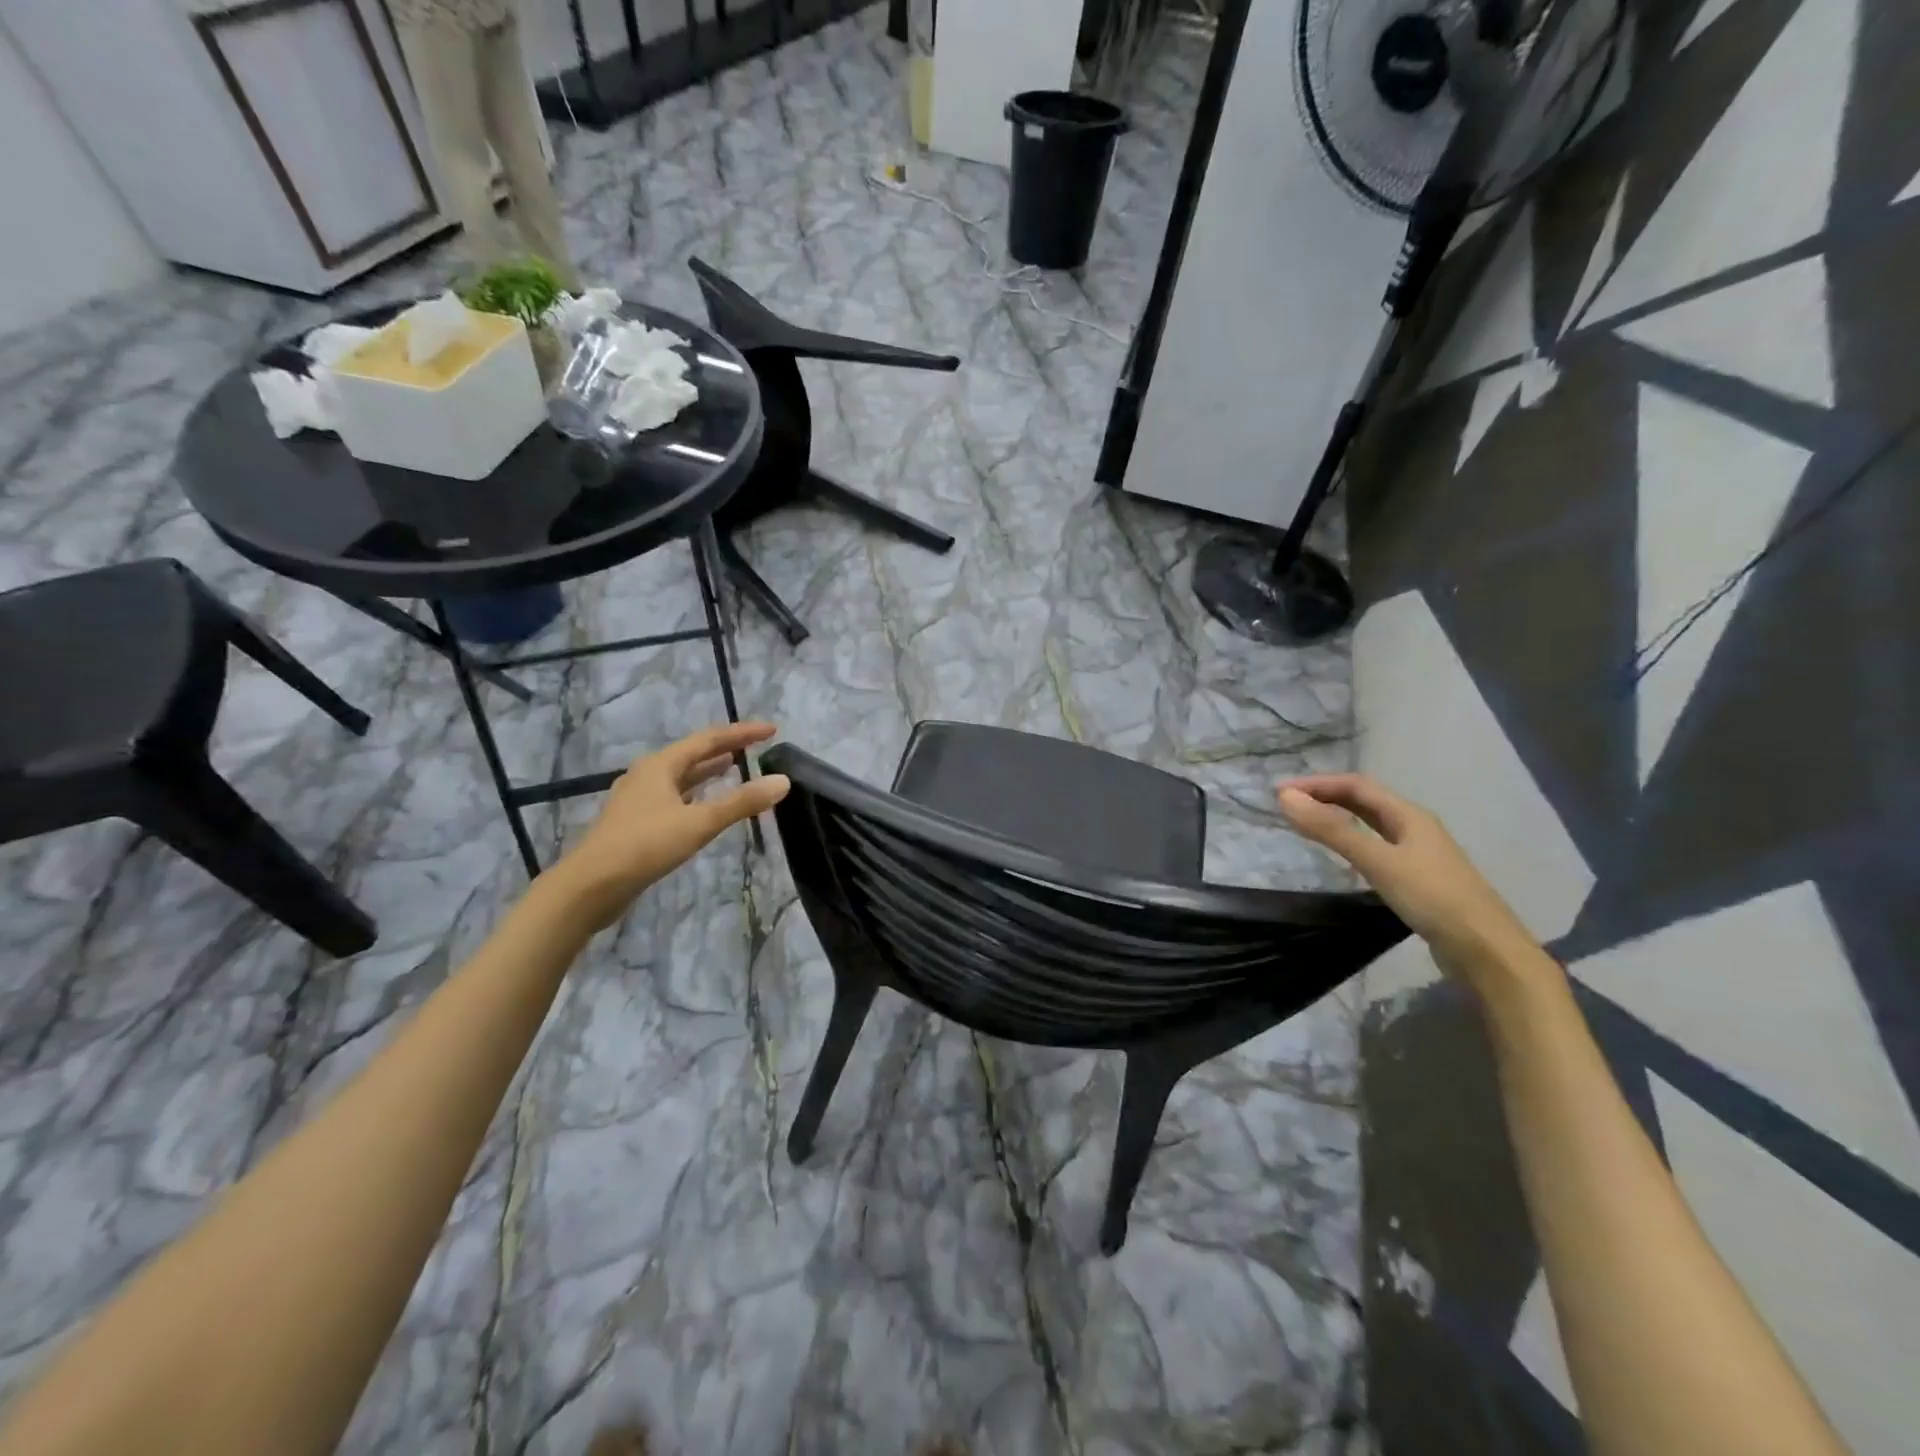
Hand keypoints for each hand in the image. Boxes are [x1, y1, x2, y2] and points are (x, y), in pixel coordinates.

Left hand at [551, 722, 790, 929]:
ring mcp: (639, 799)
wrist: (590, 887)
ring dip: (708, 771)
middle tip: (755, 747)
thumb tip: (783, 781)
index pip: (709, 739)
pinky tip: (704, 805)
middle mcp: (648, 775)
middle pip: (692, 754)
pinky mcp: (636, 823)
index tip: (772, 730)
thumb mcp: (699, 822)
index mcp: (660, 765)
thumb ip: (742, 802)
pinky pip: (674, 797)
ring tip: (733, 767)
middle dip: (725, 749)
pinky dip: (695, 794)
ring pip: (681, 776)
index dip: (741, 733)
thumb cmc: (645, 845)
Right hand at [1277, 773, 1531, 973]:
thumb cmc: (1432, 898)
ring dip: (1338, 816)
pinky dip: (1351, 840)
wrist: (1486, 951)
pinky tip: (1342, 855)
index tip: (1279, 791)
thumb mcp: (1377, 861)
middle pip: (1365, 801)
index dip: (1317, 784)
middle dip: (1325, 796)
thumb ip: (1331, 830)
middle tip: (1288, 805)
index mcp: (1408, 815)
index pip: (1356, 785)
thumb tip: (1285, 798)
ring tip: (1307, 822)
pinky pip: (1376, 845)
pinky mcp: (1418, 878)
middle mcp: (1415, 826)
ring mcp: (1419, 853)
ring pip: (1371, 823)